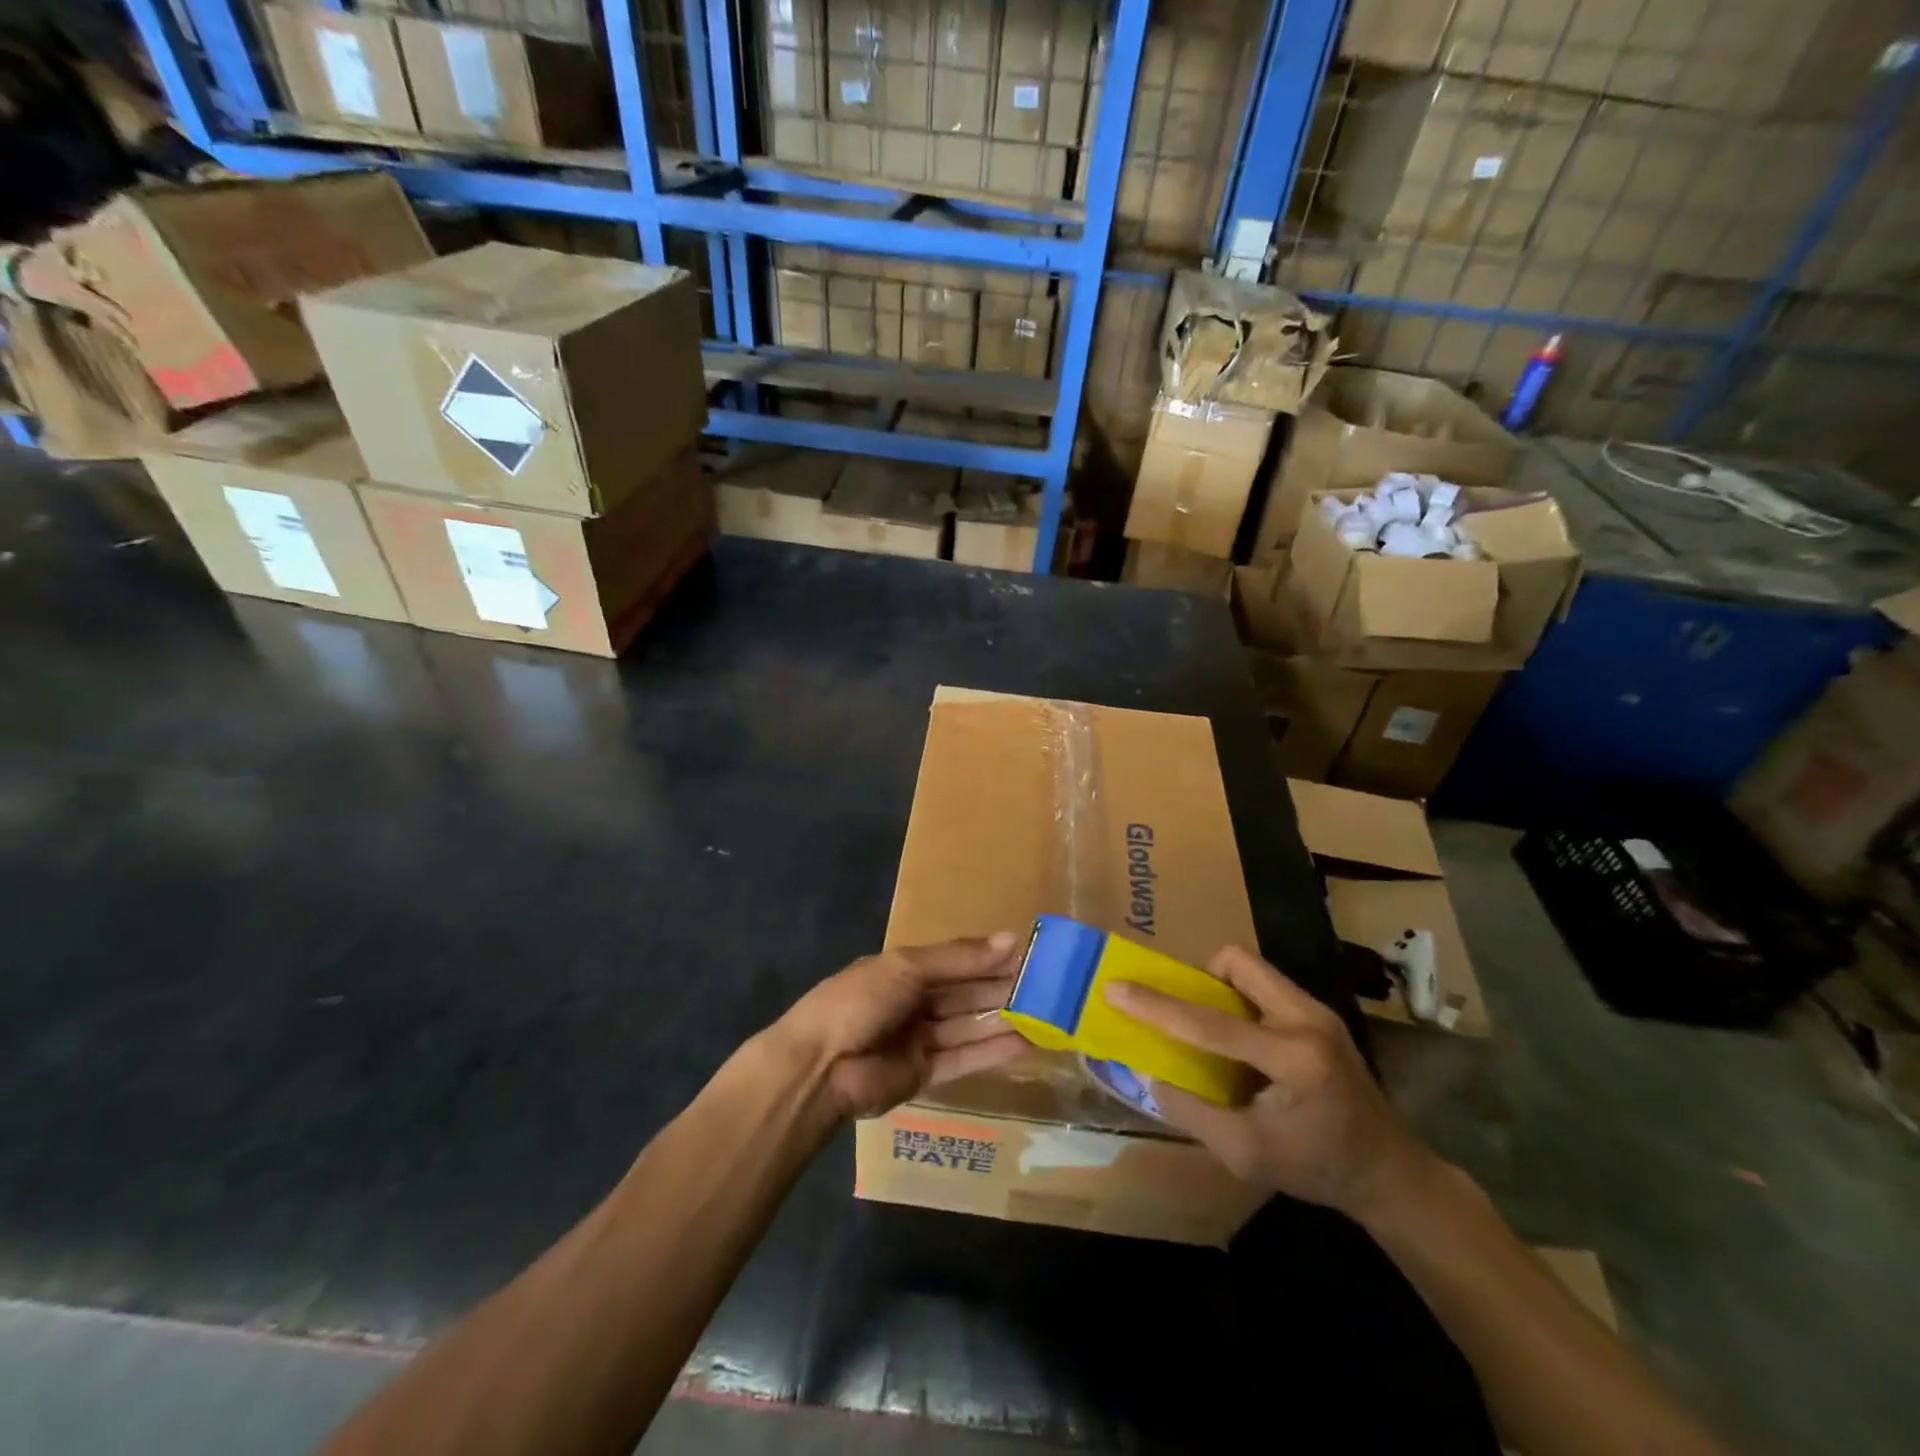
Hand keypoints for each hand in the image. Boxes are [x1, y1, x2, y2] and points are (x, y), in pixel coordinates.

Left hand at [769, 934, 1027, 1121]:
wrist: (820, 1067)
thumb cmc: (859, 1002)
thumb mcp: (906, 968)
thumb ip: (958, 958)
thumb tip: (1011, 939)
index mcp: (904, 970)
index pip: (956, 961)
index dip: (989, 958)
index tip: (1030, 955)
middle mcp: (914, 1002)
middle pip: (965, 994)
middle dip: (1002, 989)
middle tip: (1047, 987)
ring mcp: (919, 1040)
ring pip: (969, 1026)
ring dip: (1003, 1020)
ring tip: (1045, 1015)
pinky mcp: (924, 1075)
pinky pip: (964, 1059)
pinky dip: (992, 1051)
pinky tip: (1025, 1043)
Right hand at [1104, 945, 1434, 1220]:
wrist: (1390, 1172)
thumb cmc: (1318, 1168)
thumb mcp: (1246, 1155)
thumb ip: (1192, 1113)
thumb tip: (1151, 1076)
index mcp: (1294, 1058)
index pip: (1210, 1024)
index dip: (1157, 1006)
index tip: (1115, 988)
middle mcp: (1308, 1019)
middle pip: (1237, 962)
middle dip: (1198, 978)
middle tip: (1180, 1010)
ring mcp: (1318, 1011)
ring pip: (1251, 968)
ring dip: (1220, 989)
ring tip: (1209, 1030)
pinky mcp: (1319, 1014)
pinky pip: (1265, 986)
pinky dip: (1239, 1001)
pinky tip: (1239, 1041)